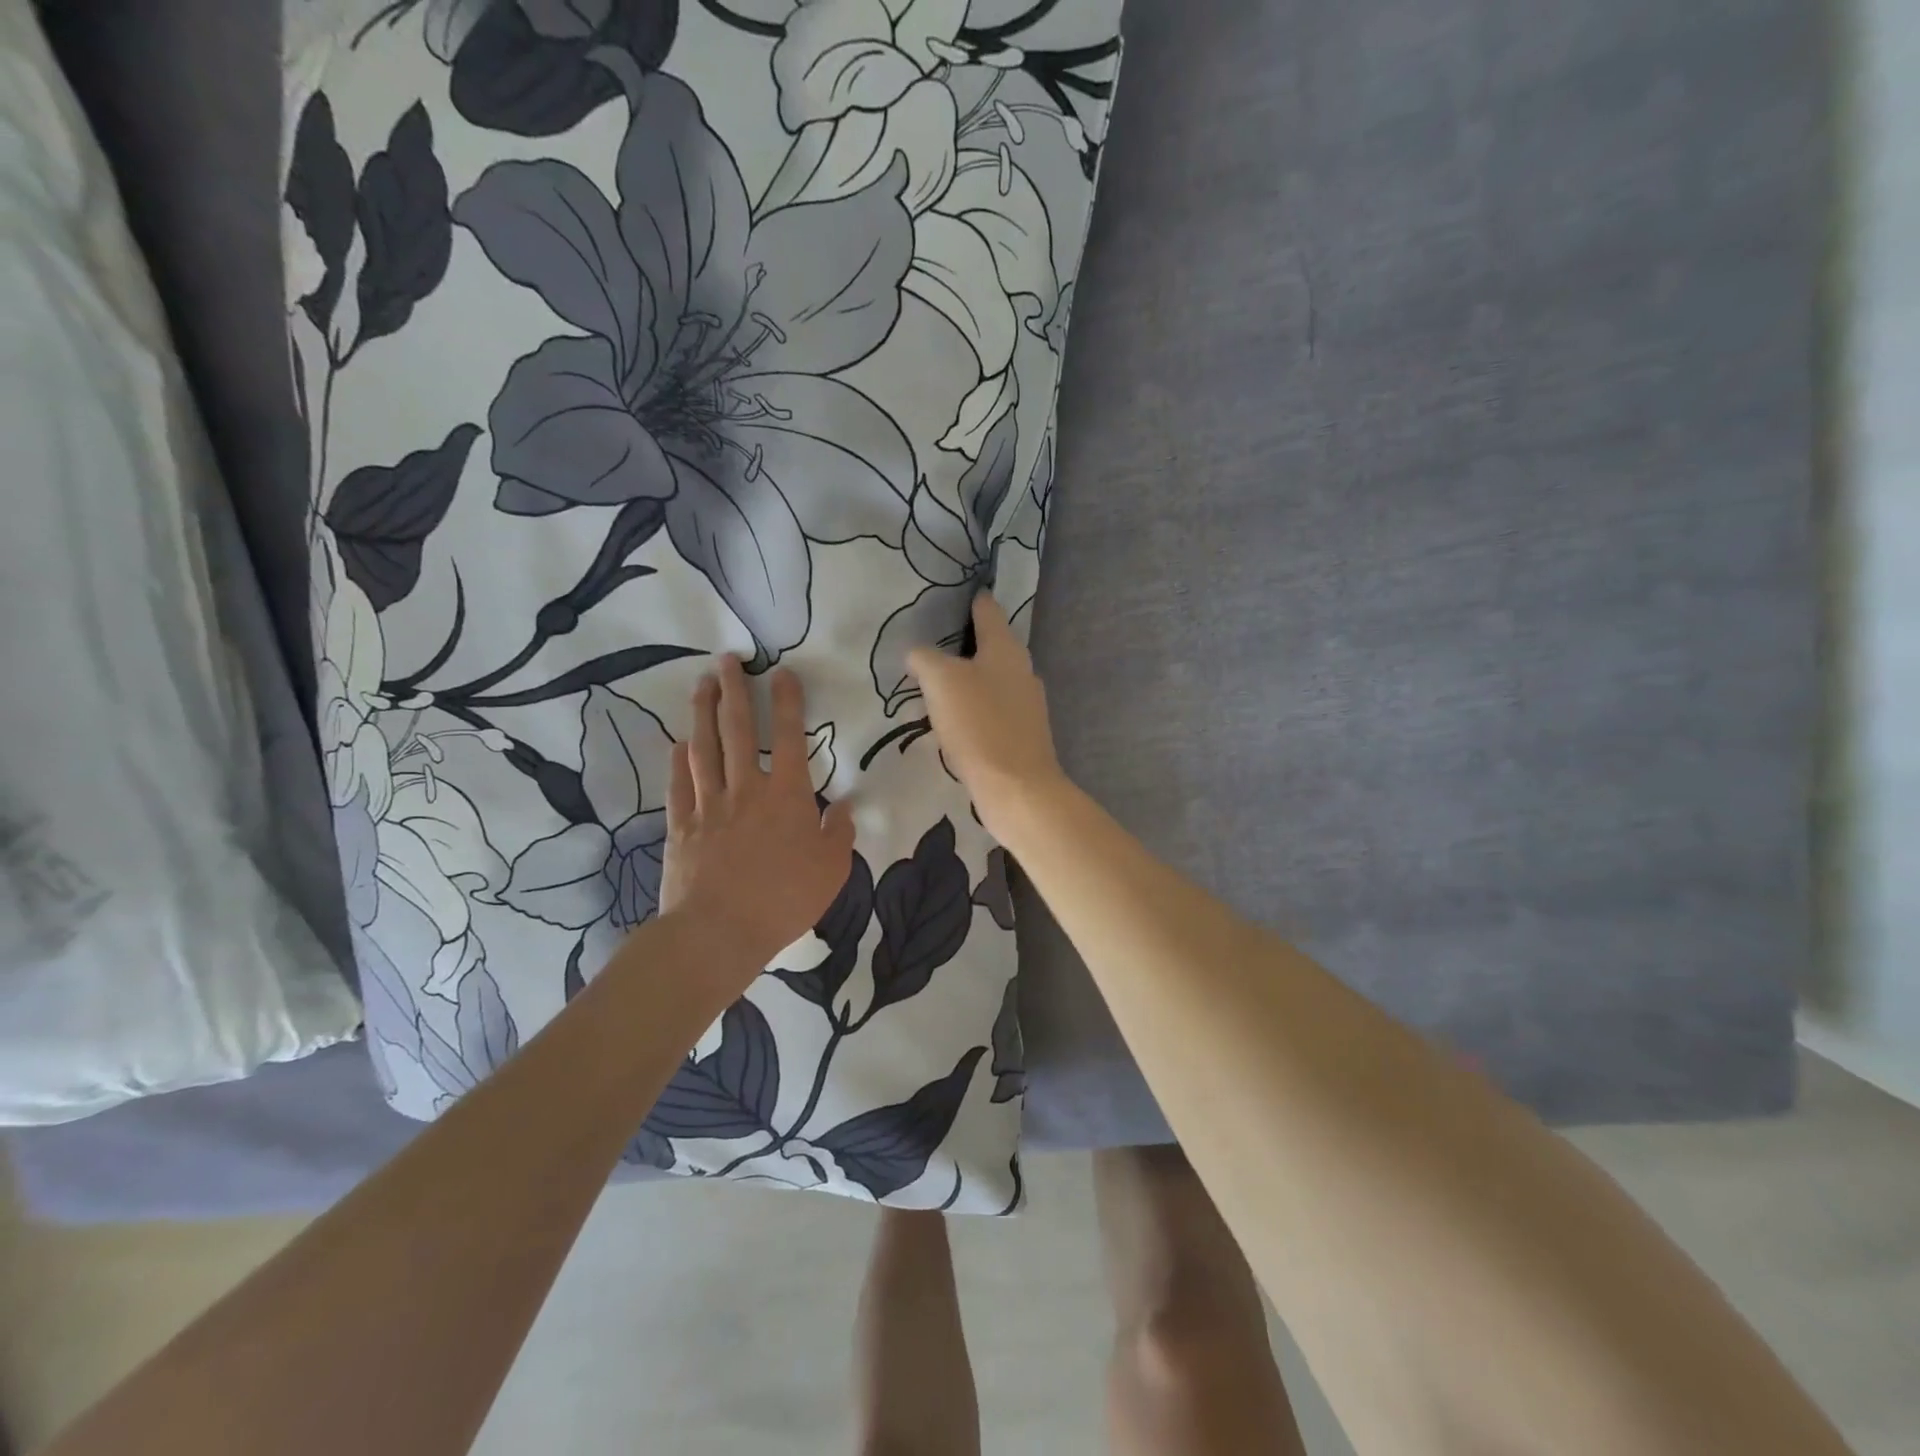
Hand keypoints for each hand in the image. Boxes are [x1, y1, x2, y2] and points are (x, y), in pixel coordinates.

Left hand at [658, 656, 855, 977]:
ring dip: (703, 712)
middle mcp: (746, 788)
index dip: (786, 701)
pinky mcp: (682, 825)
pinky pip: (679, 783)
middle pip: (737, 729)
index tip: (781, 672)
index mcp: (787, 795)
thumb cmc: (784, 900)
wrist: (718, 931)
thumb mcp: (832, 870)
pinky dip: (678, 760)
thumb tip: (846, 806)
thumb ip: (840, 833)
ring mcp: (709, 804)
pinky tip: (678, 742)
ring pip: (704, 747)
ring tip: (702, 683)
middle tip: (728, 659)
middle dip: (734, 690)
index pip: (789, 736)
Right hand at [906, 594, 1067, 837]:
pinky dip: (975, 709)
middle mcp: (1022, 670)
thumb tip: (919, 654)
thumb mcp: (940, 681)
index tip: (952, 594)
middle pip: (991, 645)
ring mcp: (1027, 704)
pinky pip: (994, 710)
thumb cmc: (979, 724)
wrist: (1017, 788)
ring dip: (968, 679)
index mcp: (1006, 648)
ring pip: (992, 680)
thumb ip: (925, 658)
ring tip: (936, 686)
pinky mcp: (1024, 734)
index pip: (988, 609)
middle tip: (930, 646)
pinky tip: (955, 722)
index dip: (970, 599)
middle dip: (963, 644)